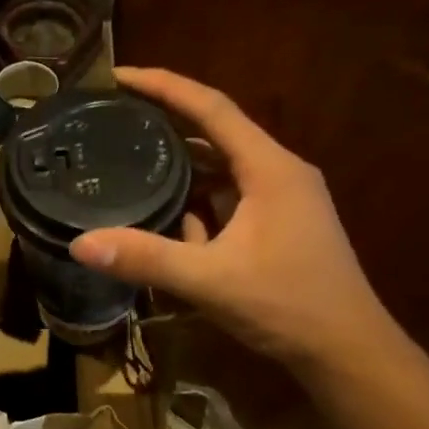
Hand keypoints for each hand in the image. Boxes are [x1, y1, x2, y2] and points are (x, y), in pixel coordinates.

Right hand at [69, 68, 393, 368]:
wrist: (348, 352)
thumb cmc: (288, 306)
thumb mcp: (210, 281)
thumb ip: (146, 258)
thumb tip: (80, 244)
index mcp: (270, 168)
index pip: (212, 107)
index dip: (164, 85)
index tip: (119, 76)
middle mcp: (279, 172)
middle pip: (215, 132)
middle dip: (166, 123)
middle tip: (114, 118)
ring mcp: (282, 200)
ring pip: (221, 168)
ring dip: (180, 166)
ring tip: (128, 160)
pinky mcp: (278, 224)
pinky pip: (229, 197)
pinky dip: (197, 200)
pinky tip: (165, 217)